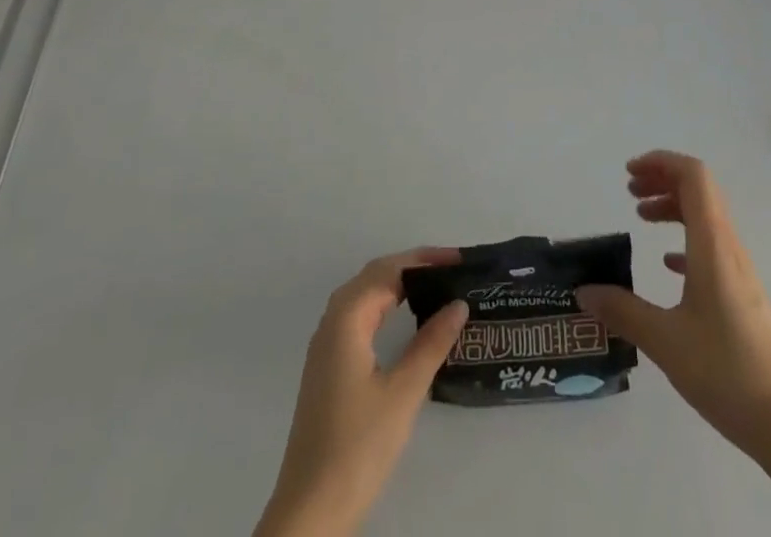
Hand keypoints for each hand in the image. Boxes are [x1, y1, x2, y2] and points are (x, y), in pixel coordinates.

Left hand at [254, 248, 469, 536]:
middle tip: (453, 269)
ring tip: (435, 286)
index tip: (460, 260)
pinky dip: (385, 304)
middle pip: (375, 275)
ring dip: (398, 283)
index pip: (390, 270)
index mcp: (346, 318)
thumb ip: (431, 343)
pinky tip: (404, 319)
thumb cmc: (358, 446)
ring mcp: (326, 346)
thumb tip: (459, 304)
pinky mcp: (328, 367)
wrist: (310, 511)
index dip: (426, 259)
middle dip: (413, 265)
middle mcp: (332, 322)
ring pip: (365, 295)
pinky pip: (359, 316)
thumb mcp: (403, 393)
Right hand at [576, 151, 770, 452]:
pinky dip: (685, 238)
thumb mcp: (665, 341)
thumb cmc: (725, 371)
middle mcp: (728, 246)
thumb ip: (623, 311)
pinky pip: (711, 245)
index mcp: (712, 244)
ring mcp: (738, 269)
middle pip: (699, 189)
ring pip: (705, 216)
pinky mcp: (741, 293)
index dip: (662, 162)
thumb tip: (584, 291)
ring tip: (641, 218)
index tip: (629, 173)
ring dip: (673, 206)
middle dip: (662, 179)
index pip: (693, 176)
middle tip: (629, 192)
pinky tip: (667, 265)